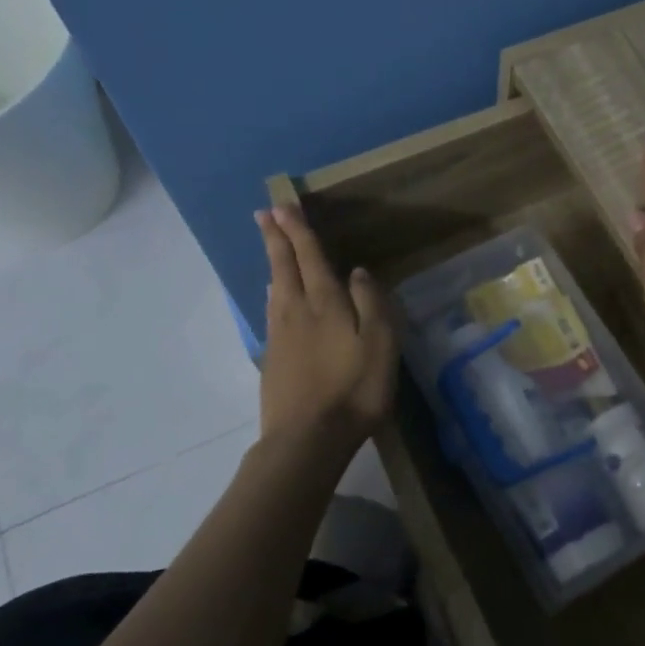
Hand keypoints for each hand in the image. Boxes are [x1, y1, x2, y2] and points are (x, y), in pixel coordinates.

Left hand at [255, 203, 397, 449]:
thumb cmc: (354, 389)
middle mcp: (297, 310)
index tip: (283, 206)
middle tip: (264, 213)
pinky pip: (271, 311)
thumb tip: (357, 271)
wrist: (308, 439)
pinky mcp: (273, 358)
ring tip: (269, 244)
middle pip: (283, 266)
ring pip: (274, 287)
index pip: (309, 256)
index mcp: (325, 303)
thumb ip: (370, 303)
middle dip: (275, 237)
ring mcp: (280, 335)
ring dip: (271, 261)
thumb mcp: (380, 344)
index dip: (298, 230)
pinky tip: (272, 295)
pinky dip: (271, 292)